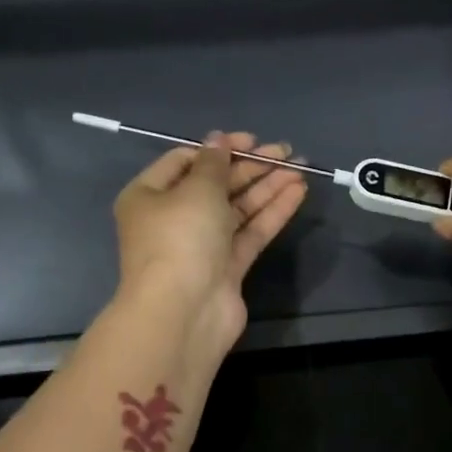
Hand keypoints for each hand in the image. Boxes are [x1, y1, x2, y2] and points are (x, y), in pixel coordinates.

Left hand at [112, 131, 307, 357]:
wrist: (184, 312)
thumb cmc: (180, 238)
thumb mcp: (197, 190)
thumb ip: (214, 163)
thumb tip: (218, 139)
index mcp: (150, 196)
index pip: (184, 162)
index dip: (219, 148)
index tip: (251, 141)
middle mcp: (173, 219)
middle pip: (216, 184)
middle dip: (251, 167)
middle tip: (285, 151)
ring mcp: (202, 245)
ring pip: (238, 208)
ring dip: (268, 187)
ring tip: (301, 167)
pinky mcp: (227, 267)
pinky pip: (251, 232)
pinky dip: (272, 212)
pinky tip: (297, 192)